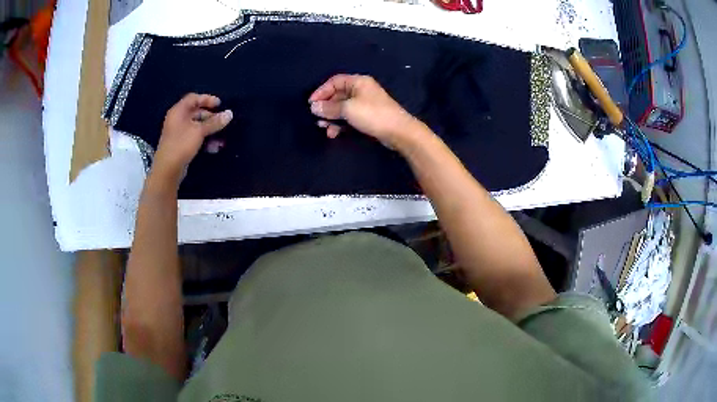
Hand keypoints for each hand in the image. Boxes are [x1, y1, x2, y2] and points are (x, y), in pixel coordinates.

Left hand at [152, 93, 232, 184]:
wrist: (167, 169)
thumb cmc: (181, 145)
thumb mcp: (199, 131)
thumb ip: (214, 122)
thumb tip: (230, 114)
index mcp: (178, 111)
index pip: (193, 98)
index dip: (207, 99)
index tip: (219, 105)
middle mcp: (177, 119)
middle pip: (196, 112)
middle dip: (210, 117)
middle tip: (221, 122)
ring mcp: (178, 133)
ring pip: (197, 126)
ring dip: (209, 130)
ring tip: (220, 138)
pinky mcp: (181, 145)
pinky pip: (194, 137)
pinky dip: (204, 139)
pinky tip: (213, 147)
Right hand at [309, 74, 421, 148]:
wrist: (398, 132)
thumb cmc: (373, 115)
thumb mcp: (348, 109)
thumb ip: (329, 108)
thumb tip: (314, 107)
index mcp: (358, 82)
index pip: (334, 81)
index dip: (321, 91)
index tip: (311, 104)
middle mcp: (361, 90)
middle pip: (337, 95)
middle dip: (326, 107)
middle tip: (317, 118)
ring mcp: (364, 104)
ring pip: (342, 108)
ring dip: (331, 117)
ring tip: (324, 127)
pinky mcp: (367, 117)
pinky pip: (349, 117)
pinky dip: (340, 123)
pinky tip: (334, 133)